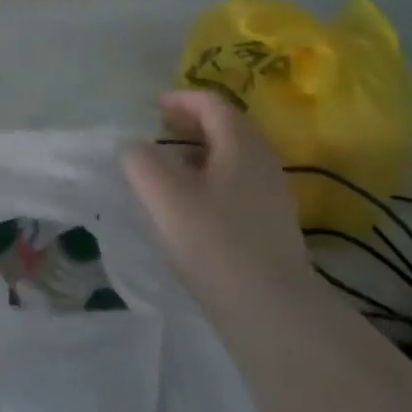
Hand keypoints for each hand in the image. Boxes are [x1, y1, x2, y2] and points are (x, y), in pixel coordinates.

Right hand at [122, 90, 310, 311]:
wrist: (273, 312)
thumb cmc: (215, 243)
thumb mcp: (164, 195)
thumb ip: (142, 161)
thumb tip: (137, 149)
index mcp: (242, 144)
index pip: (213, 103)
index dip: (181, 99)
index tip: (153, 108)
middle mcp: (263, 162)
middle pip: (228, 127)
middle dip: (191, 123)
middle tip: (158, 132)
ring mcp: (273, 195)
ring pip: (234, 158)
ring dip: (201, 153)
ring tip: (169, 169)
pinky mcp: (272, 225)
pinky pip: (238, 184)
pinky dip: (212, 179)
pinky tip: (191, 205)